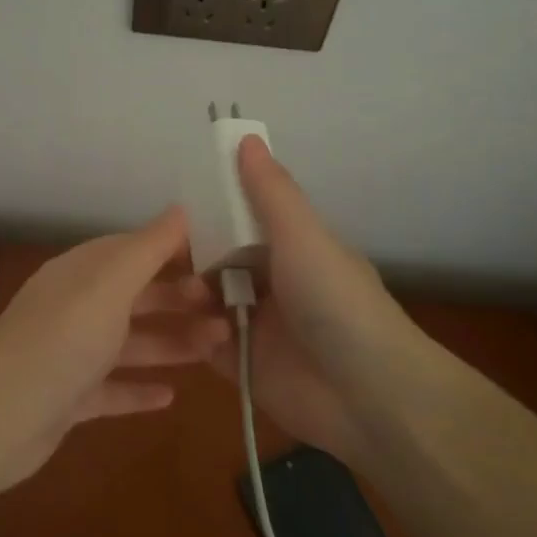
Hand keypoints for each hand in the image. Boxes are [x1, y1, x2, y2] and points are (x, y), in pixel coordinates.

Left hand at [0, 207, 230, 488]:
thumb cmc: (61, 339)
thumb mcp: (109, 285)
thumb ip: (147, 249)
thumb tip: (180, 209)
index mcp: (80, 273)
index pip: (130, 250)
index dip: (171, 251)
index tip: (217, 260)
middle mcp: (74, 307)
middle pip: (134, 297)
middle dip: (178, 301)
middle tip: (227, 311)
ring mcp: (70, 354)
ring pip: (129, 343)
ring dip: (170, 343)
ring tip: (218, 349)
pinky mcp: (68, 398)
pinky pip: (112, 388)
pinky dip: (139, 389)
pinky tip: (171, 396)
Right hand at [209, 137, 427, 463]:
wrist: (369, 397)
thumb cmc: (337, 304)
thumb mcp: (305, 238)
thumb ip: (271, 192)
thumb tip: (246, 138)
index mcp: (293, 250)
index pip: (245, 220)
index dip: (214, 210)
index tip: (179, 204)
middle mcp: (275, 284)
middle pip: (222, 260)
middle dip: (195, 256)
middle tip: (166, 255)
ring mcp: (258, 326)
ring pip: (209, 299)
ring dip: (192, 294)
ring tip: (186, 296)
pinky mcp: (243, 365)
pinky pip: (205, 341)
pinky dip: (193, 333)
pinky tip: (184, 327)